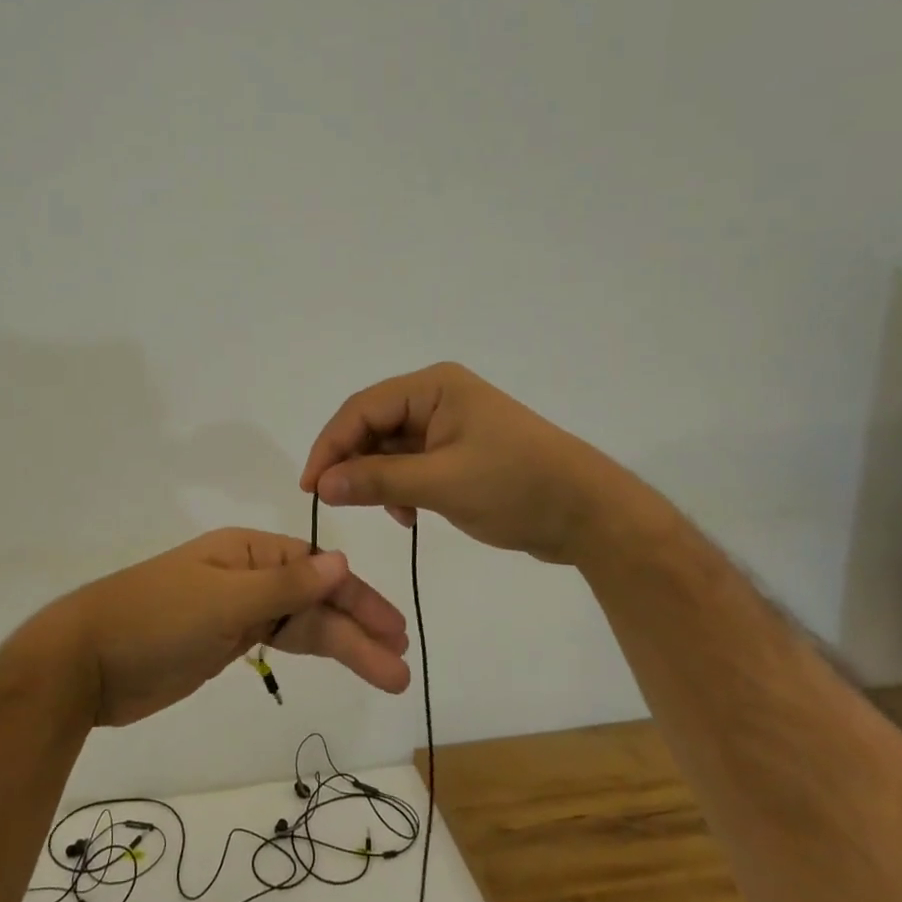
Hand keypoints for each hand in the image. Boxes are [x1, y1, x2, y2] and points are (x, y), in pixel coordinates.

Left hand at [36, 529, 410, 727]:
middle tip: (400, 665)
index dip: (356, 597)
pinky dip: (309, 651)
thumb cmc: (155, 620)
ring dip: (342, 647)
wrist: (85, 663)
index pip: (316, 568)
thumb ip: (285, 586)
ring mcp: (236, 610)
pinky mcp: (224, 643)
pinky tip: (336, 660)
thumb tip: (340, 561)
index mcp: (247, 552)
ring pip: (301, 625)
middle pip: (314, 599)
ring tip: (386, 675)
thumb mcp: (223, 600)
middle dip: (357, 630)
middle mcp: (247, 575)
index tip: (392, 629)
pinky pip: (278, 641)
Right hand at [299, 362, 604, 564]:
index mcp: (433, 387)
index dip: (331, 446)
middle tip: (339, 502)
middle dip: (355, 464)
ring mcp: (449, 425)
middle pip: (373, 426)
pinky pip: (412, 464)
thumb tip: (322, 484)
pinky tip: (410, 515)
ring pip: (390, 448)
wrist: (589, 515)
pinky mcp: (459, 452)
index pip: (362, 409)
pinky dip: (402, 488)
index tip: (312, 487)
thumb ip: (378, 481)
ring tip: (394, 514)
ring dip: (380, 480)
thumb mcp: (441, 484)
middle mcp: (437, 397)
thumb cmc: (516, 487)